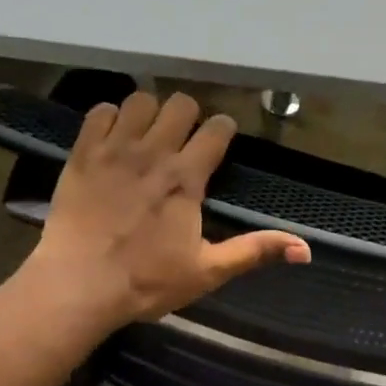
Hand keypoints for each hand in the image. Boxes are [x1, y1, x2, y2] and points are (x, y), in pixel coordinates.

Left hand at [26, 91, 310, 327]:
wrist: (79, 285)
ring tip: (148, 136)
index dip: (223, 131)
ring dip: (150, 113)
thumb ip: (255, 251)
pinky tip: (114, 139)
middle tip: (184, 141)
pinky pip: (100, 112)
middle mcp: (153, 152)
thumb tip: (306, 249)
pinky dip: (111, 118)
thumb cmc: (146, 282)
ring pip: (140, 100)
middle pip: (181, 104)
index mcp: (186, 178)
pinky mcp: (82, 153)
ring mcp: (114, 149)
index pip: (216, 129)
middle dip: (189, 117)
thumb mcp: (208, 271)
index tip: (220, 143)